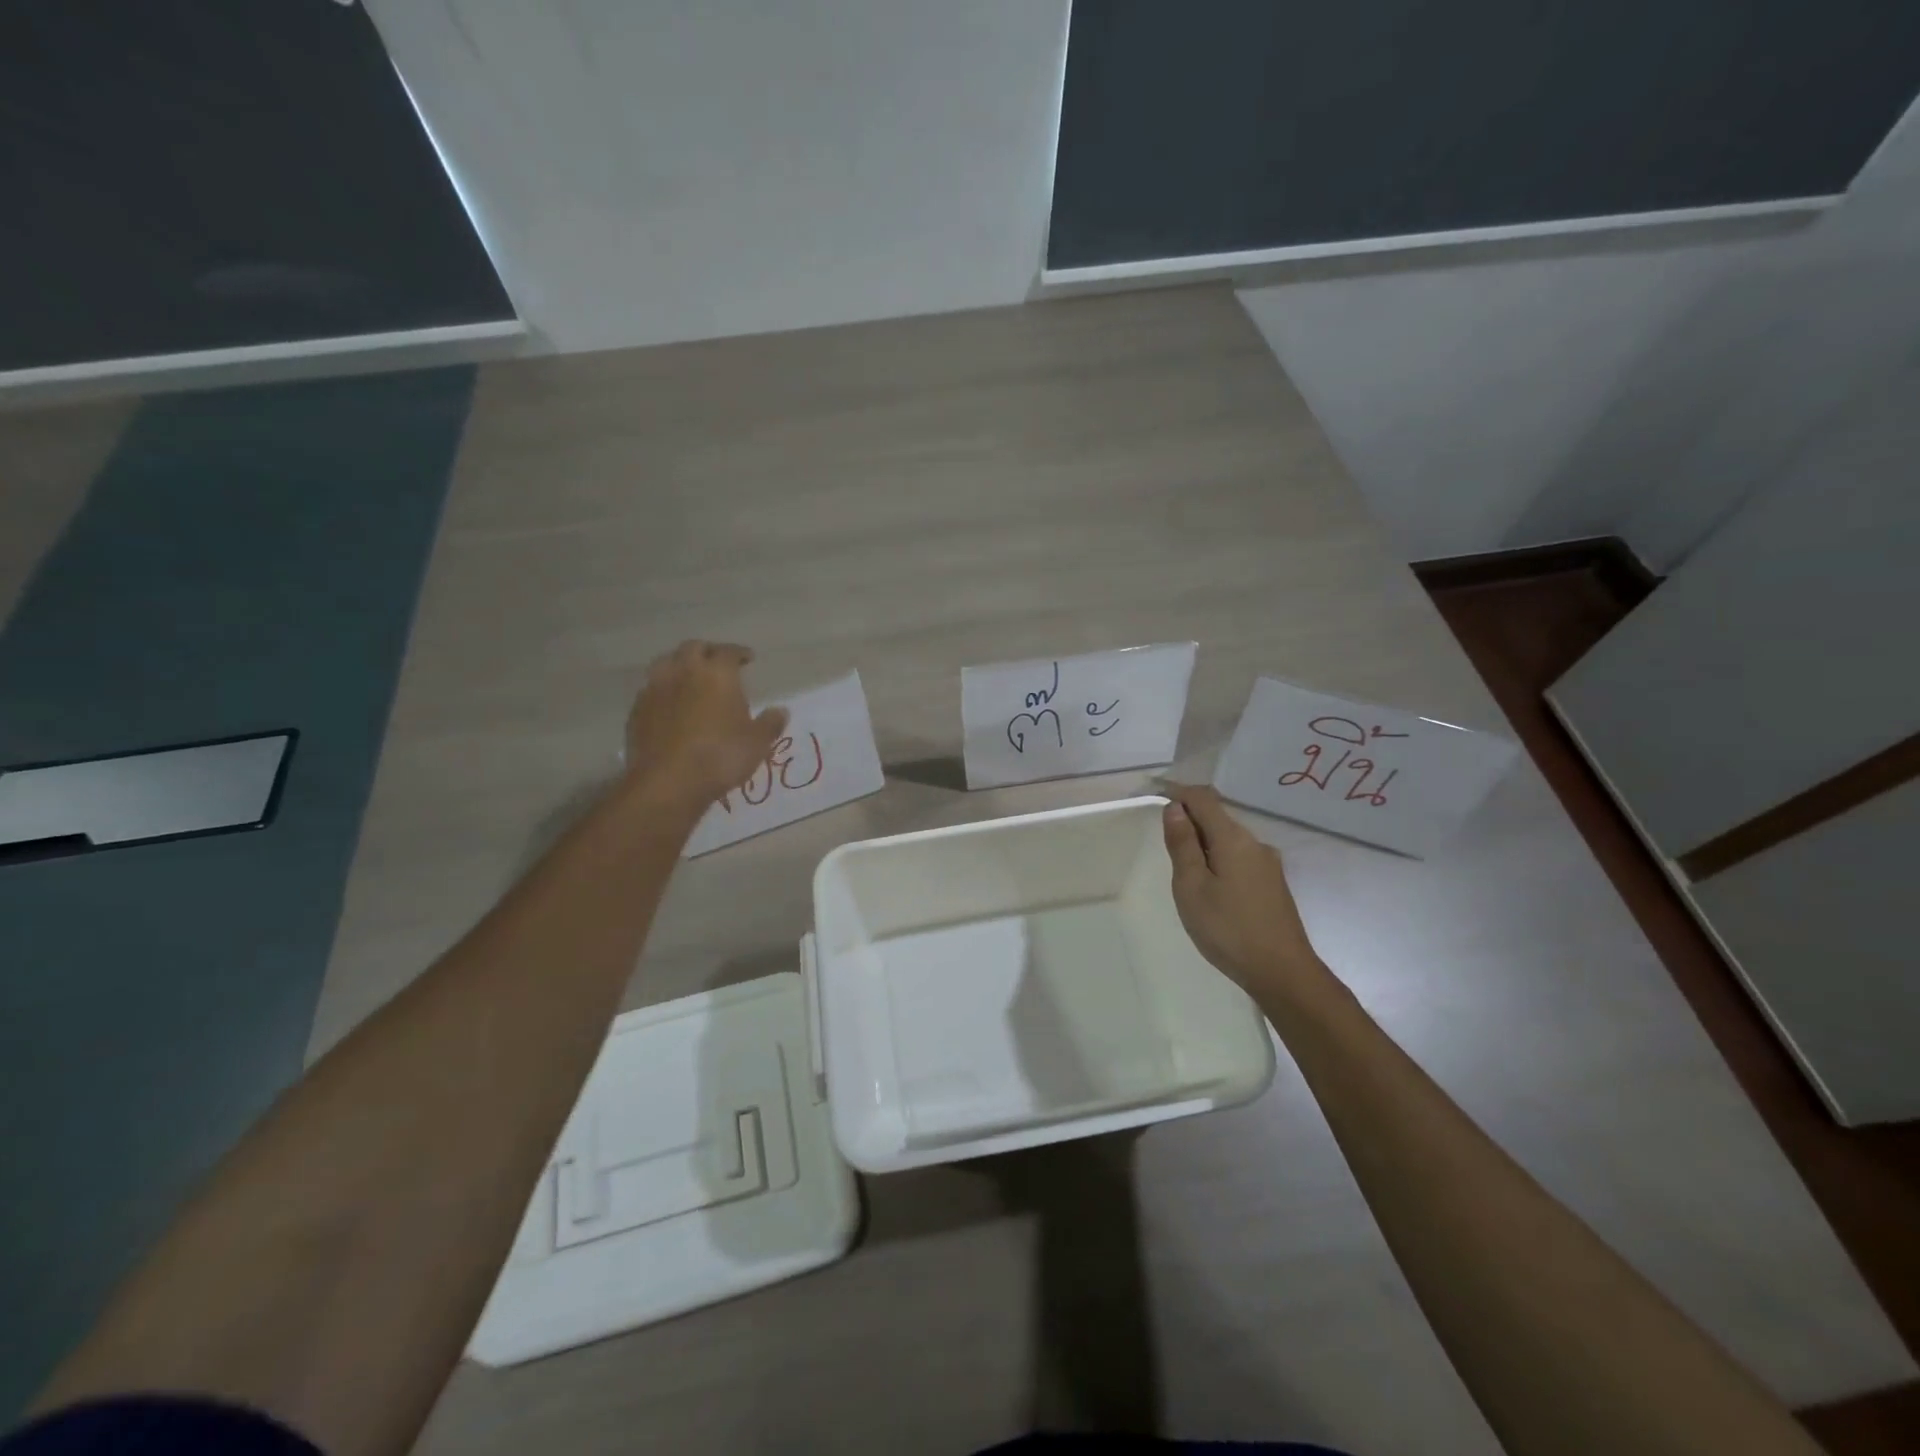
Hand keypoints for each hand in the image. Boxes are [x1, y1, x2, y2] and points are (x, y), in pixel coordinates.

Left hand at [622, 641, 787, 810]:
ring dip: (680, 665)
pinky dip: (663, 690)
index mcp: (717, 673)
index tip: (747, 659)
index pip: (728, 651)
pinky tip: (670, 705)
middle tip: (717, 663)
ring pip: (666, 663)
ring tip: (690, 679)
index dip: (739, 653)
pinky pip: (651, 689)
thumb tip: (780, 711)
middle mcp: (684, 671)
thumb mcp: (757, 743)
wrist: (668, 782)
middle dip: (707, 652)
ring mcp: (655, 689)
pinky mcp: (637, 710)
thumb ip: (770, 724)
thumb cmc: (721, 756)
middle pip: (693, 648)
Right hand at [1162, 785, 1325, 999]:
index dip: (1178, 792)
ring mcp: (1268, 864)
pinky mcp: (1273, 884)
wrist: (1283, 972)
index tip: (1155, 793)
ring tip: (1184, 871)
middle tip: (1164, 841)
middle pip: (1218, 816)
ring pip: (1229, 839)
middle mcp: (1255, 843)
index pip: (1203, 798)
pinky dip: (1218, 858)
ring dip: (1204, 842)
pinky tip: (1211, 887)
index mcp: (1233, 838)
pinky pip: (1239, 857)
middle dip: (1190, 818)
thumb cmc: (1228, 928)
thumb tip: (1176, 808)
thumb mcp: (1191, 886)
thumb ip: (1182, 844)